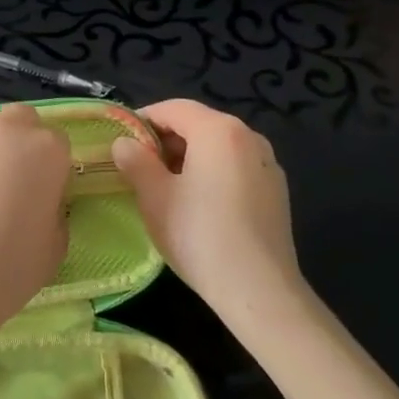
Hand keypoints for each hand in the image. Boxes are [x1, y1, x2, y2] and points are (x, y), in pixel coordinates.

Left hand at [0, 105, 71, 336]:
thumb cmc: (10, 265)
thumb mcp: (56, 244)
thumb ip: (55, 210)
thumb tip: (41, 202)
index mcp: (48, 149)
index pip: (59, 146)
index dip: (53, 172)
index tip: (44, 199)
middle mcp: (10, 129)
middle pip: (23, 123)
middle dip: (23, 145)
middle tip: (15, 185)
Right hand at [111, 100, 308, 336]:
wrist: (259, 290)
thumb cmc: (199, 234)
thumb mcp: (154, 196)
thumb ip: (135, 161)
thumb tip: (125, 143)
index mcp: (218, 130)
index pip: (173, 108)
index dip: (142, 120)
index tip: (121, 142)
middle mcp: (249, 137)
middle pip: (198, 124)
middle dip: (166, 140)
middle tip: (139, 167)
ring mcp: (268, 163)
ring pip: (218, 147)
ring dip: (188, 157)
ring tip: (166, 187)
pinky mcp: (277, 191)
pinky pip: (236, 168)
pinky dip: (213, 174)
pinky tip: (199, 205)